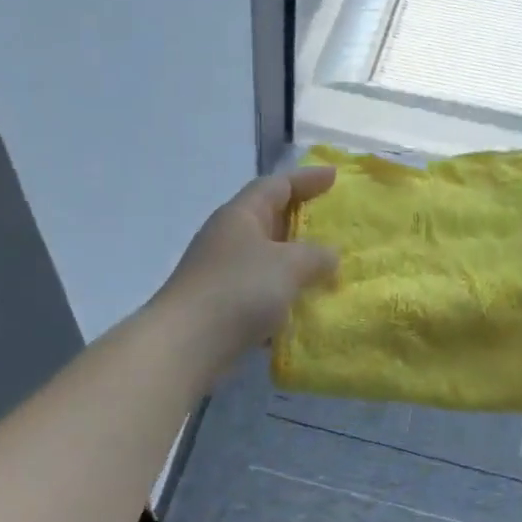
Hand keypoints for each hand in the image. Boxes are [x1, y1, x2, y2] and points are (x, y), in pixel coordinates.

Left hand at [157, 166, 339, 371]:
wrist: (186, 345)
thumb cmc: (239, 290)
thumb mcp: (289, 265)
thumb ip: (316, 255)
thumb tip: (330, 254)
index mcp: (241, 215)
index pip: (276, 185)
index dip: (306, 178)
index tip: (335, 176)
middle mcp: (228, 237)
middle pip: (269, 218)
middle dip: (301, 219)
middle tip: (333, 221)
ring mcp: (221, 272)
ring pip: (265, 257)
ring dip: (294, 260)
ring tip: (325, 267)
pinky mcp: (220, 304)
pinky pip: (259, 289)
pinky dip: (282, 292)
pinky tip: (302, 307)